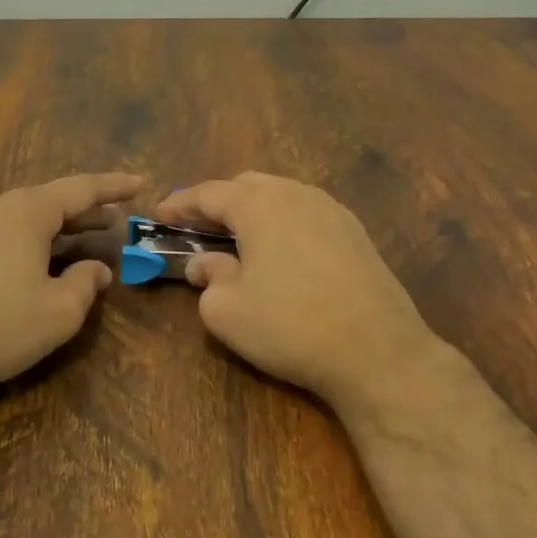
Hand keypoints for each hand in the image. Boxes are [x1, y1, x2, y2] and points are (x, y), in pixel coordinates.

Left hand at [0, 172, 141, 404]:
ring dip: (54, 229)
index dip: (114, 186)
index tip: (140, 182)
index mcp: (26, 211)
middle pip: (49, 202)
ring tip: (80, 243)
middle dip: (84, 213)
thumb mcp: (57, 313)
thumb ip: (84, 285)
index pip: (81, 188)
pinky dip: (26, 241)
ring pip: (21, 218)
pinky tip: (33, 264)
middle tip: (114, 221)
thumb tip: (96, 269)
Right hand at [156, 173, 449, 418]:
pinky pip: (306, 212)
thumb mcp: (227, 310)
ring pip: (280, 195)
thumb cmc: (290, 326)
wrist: (378, 352)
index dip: (180, 204)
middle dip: (217, 202)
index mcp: (259, 204)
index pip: (209, 193)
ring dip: (252, 210)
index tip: (159, 215)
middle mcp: (296, 194)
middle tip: (197, 227)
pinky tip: (280, 250)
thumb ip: (208, 278)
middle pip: (246, 185)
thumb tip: (205, 265)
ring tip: (237, 238)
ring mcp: (331, 210)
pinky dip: (282, 221)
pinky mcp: (355, 232)